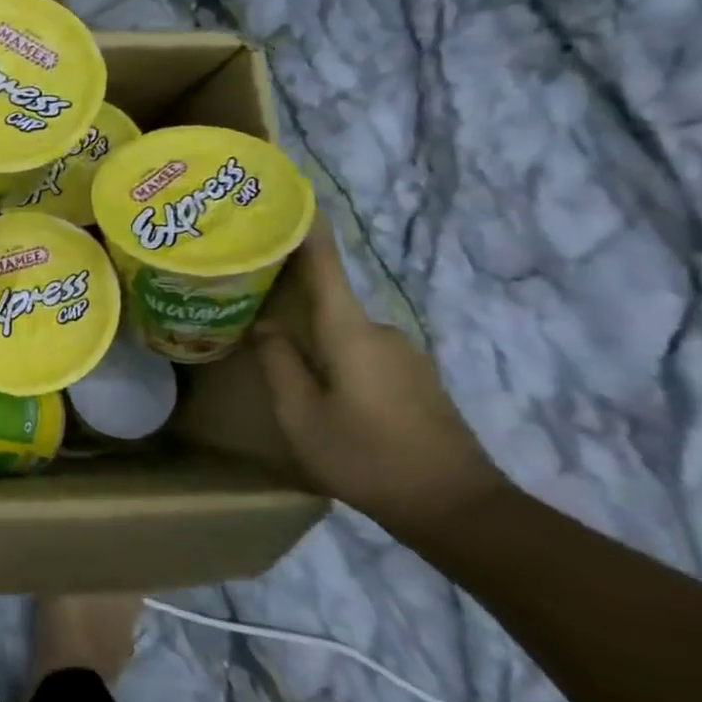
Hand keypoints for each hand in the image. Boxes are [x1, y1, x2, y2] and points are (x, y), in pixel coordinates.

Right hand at [253, 220, 505, 538]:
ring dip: (309, 329)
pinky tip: (312, 377)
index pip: (325, 264)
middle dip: (288, 289)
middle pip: (327, 297)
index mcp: (351, 332)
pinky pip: (357, 348)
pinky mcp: (411, 377)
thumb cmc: (367, 456)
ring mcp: (401, 354)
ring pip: (340, 329)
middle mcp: (380, 330)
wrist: (457, 507)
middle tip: (245, 287)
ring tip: (269, 340)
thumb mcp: (302, 414)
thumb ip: (279, 363)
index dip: (306, 227)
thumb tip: (264, 325)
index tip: (286, 193)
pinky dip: (330, 350)